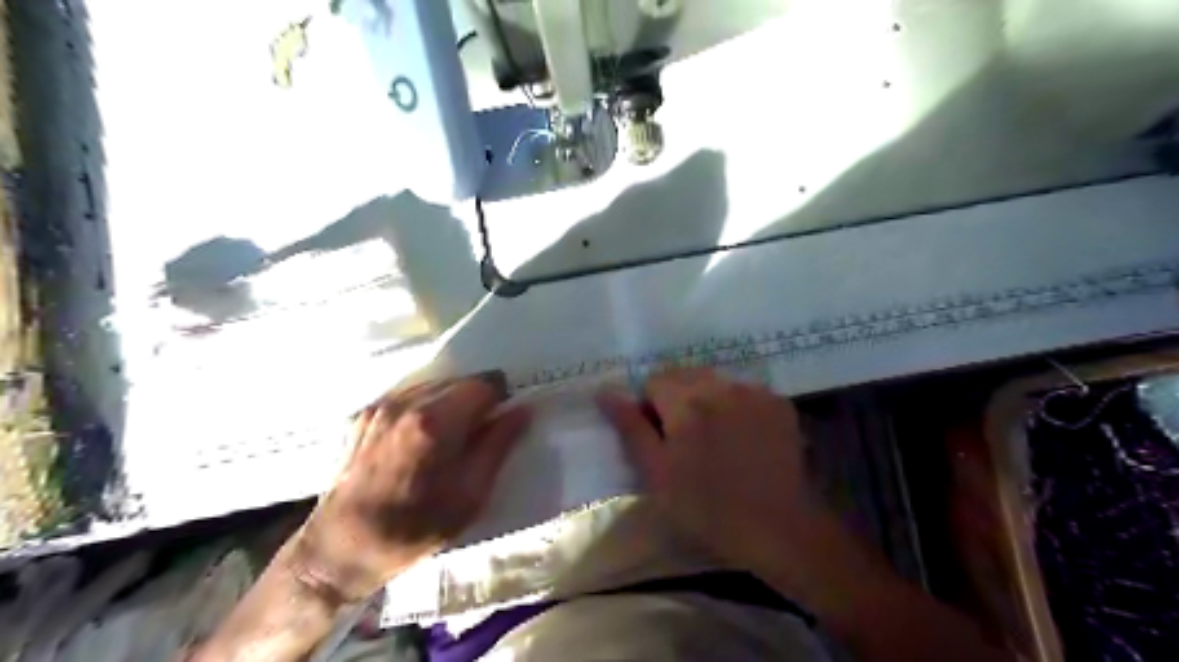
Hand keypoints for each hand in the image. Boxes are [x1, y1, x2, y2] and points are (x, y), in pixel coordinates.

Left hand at [292, 376, 533, 601]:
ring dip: (451, 404)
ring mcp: (381, 406)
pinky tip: (422, 440)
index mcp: (435, 422)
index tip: (501, 423)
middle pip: (459, 381)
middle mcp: (406, 403)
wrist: (339, 550)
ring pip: (434, 386)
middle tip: (479, 435)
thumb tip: (523, 410)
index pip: (484, 385)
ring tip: (449, 440)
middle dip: (476, 401)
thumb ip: (498, 446)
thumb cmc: (413, 530)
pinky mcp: (364, 414)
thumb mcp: (470, 496)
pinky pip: (409, 396)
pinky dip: (425, 408)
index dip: (500, 400)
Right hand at [599, 369, 820, 570]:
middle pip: (685, 375)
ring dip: (707, 400)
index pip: (654, 381)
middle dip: (677, 399)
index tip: (660, 438)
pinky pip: (744, 391)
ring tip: (715, 438)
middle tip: (685, 439)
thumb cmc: (706, 507)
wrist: (778, 528)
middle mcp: (721, 386)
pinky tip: (742, 437)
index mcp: (686, 402)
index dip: (650, 407)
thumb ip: (630, 427)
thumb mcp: (657, 473)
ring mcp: (754, 392)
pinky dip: (736, 406)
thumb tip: (604, 392)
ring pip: (715, 381)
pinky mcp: (778, 403)